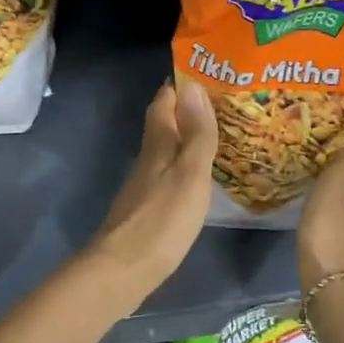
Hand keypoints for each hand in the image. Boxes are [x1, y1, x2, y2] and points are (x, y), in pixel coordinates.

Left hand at [88, 80, 217, 296]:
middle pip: (163, 124)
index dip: (179, 85)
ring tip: (217, 134)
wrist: (122, 271)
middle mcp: (147, 159)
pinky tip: (199, 177)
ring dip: (185, 138)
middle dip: (186, 109)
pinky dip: (183, 166)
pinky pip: (167, 175)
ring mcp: (144, 186)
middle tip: (221, 101)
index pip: (163, 102)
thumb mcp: (190, 175)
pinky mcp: (145, 209)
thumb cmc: (161, 221)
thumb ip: (196, 135)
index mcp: (157, 146)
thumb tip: (194, 86)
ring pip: (165, 150)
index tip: (204, 71)